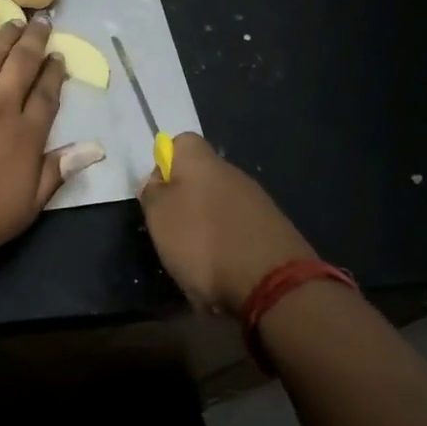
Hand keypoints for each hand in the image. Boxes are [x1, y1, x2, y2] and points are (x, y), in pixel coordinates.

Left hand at [0, 14, 69, 261]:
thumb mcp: (26, 207)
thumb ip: (56, 172)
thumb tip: (94, 148)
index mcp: (26, 135)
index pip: (46, 95)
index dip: (55, 74)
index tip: (59, 57)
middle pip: (22, 64)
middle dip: (35, 41)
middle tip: (43, 22)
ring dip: (6, 34)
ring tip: (16, 20)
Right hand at [138, 133, 318, 316]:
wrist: (273, 284)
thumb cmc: (203, 242)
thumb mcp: (159, 217)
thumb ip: (152, 192)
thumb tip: (156, 181)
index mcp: (202, 163)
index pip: (181, 142)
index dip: (165, 163)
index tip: (157, 192)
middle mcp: (233, 173)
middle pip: (201, 176)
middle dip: (185, 199)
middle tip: (171, 230)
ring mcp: (258, 201)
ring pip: (220, 204)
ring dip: (206, 225)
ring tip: (196, 257)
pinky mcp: (274, 230)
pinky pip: (240, 228)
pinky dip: (228, 244)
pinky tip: (224, 268)